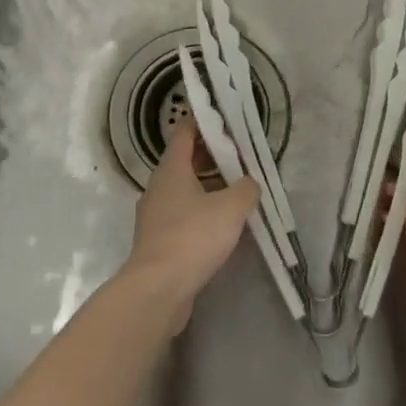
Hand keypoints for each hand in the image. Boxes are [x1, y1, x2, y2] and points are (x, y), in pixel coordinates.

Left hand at [122, 120, 258, 331]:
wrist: (158, 289)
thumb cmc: (193, 237)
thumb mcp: (230, 208)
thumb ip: (246, 189)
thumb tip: (250, 182)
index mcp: (171, 170)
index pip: (184, 132)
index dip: (204, 121)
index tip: (225, 117)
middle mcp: (158, 187)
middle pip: (185, 161)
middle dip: (212, 155)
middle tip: (241, 155)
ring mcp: (155, 215)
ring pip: (184, 190)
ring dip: (208, 185)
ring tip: (237, 189)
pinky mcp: (159, 240)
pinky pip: (183, 215)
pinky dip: (202, 211)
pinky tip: (223, 223)